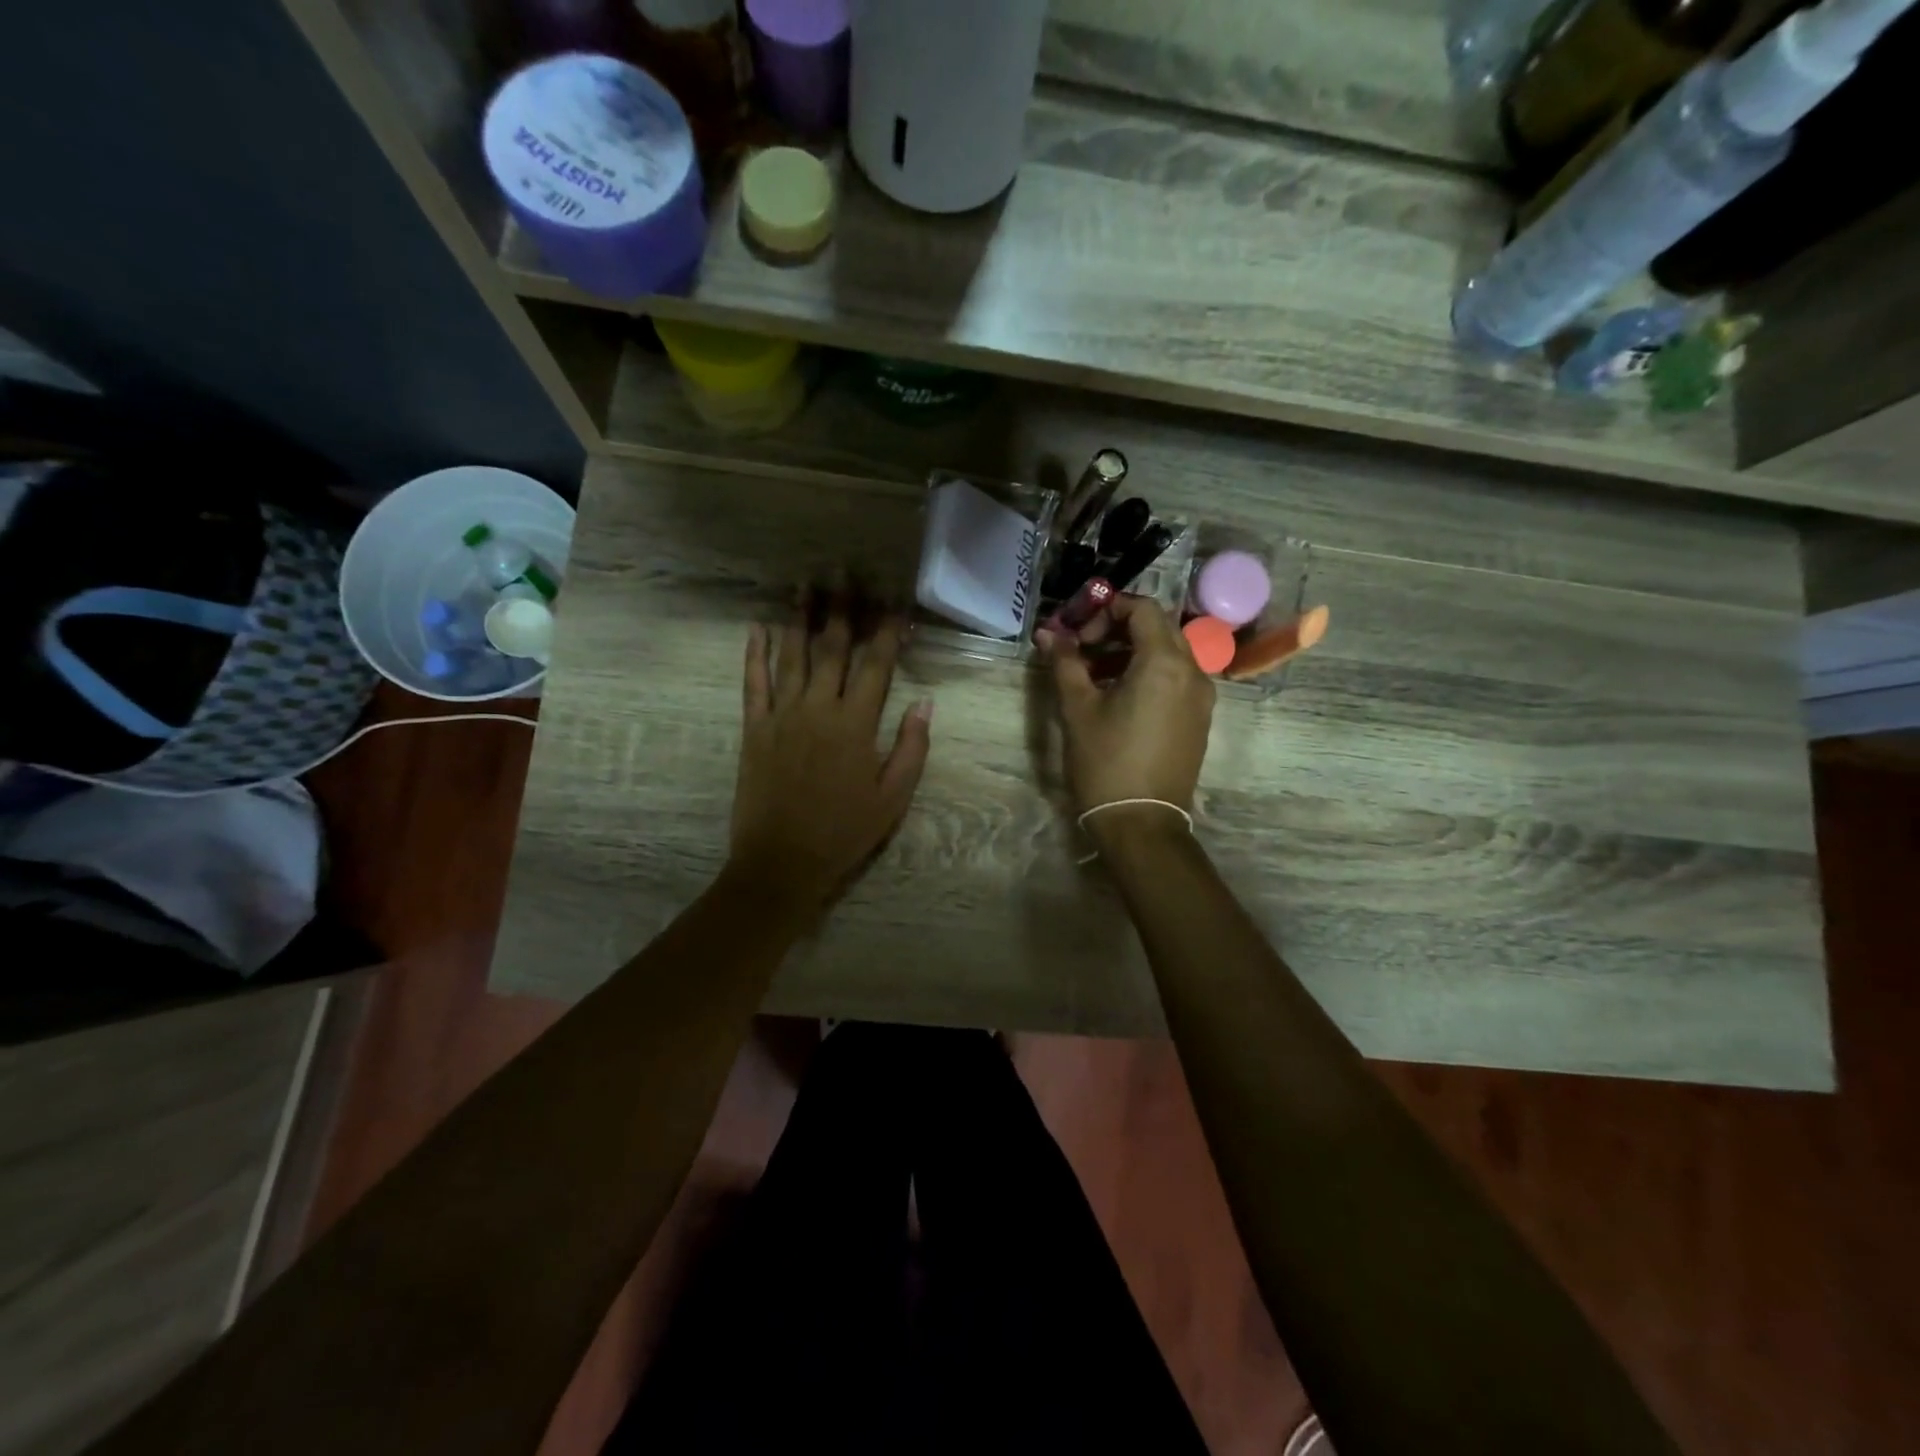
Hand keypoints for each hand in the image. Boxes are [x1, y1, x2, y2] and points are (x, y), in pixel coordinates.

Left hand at [728, 588, 932, 913]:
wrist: (783, 862)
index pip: (876, 665)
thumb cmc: (845, 832)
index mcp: (856, 725)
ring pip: (792, 657)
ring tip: (805, 584)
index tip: (895, 602)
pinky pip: (754, 684)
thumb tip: (925, 702)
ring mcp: (781, 716)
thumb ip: (911, 748)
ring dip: (800, 618)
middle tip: (845, 572)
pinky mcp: (754, 730)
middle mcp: (818, 709)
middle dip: (842, 608)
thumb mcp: (893, 798)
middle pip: (832, 648)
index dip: (887, 630)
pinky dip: (755, 655)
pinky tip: (758, 628)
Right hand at [1036, 595, 1213, 827]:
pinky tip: (1119, 697)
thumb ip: (1066, 663)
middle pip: (1158, 627)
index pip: (1142, 608)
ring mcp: (1201, 696)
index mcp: (1164, 663)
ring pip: (1169, 653)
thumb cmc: (1105, 762)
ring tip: (1095, 675)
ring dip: (1133, 651)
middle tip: (1084, 649)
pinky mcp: (1200, 718)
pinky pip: (1177, 678)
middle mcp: (1193, 671)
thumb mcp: (1078, 709)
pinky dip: (1149, 673)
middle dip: (1119, 629)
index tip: (1078, 632)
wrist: (1142, 823)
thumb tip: (1049, 633)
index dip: (1106, 610)